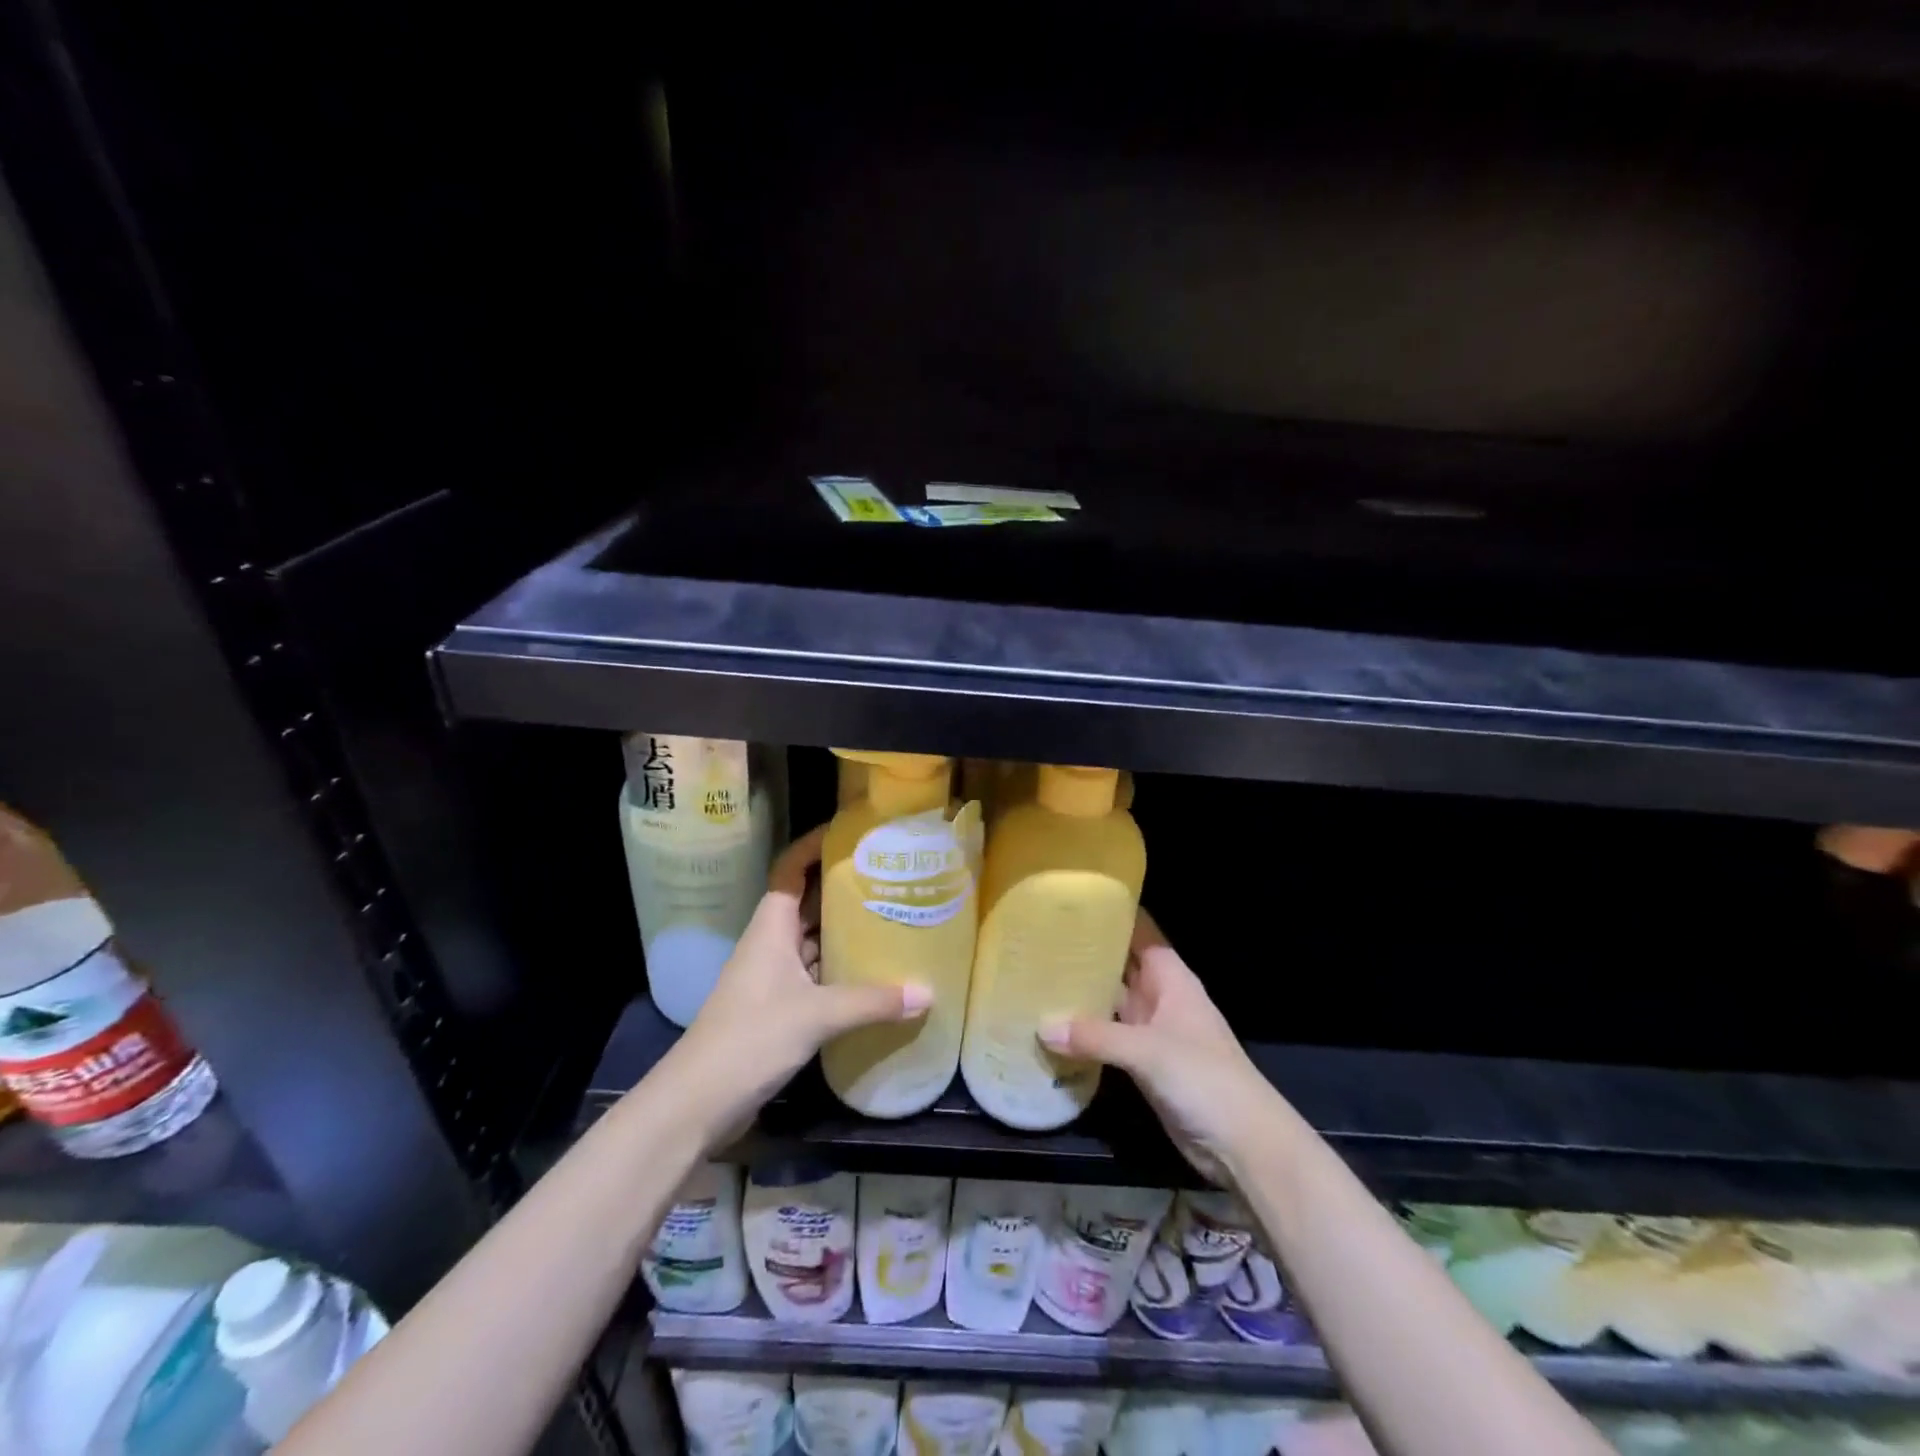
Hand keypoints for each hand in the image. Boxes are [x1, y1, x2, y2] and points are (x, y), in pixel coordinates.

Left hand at [666, 825, 930, 1143]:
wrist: (697, 1103)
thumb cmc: (750, 1039)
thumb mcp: (815, 1015)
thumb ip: (871, 1002)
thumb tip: (926, 993)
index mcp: (772, 928)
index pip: (790, 870)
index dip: (814, 846)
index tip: (851, 834)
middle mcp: (772, 944)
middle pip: (809, 903)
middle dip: (844, 889)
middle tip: (890, 877)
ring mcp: (773, 978)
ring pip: (814, 942)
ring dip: (845, 932)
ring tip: (892, 917)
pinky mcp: (778, 1009)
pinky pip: (816, 975)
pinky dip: (842, 970)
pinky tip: (873, 974)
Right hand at [1040, 909, 1281, 1184]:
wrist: (1243, 1144)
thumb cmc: (1204, 1078)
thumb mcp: (1148, 1050)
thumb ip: (1096, 1036)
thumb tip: (1042, 1028)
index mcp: (1171, 978)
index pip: (1140, 932)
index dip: (1113, 914)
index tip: (1073, 900)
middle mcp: (1160, 997)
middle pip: (1121, 965)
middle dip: (1088, 952)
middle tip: (1040, 937)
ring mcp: (1152, 1032)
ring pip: (1112, 1001)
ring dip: (1083, 993)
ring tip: (1037, 974)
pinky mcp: (1143, 1064)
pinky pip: (1109, 1037)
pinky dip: (1085, 1032)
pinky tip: (1053, 1026)